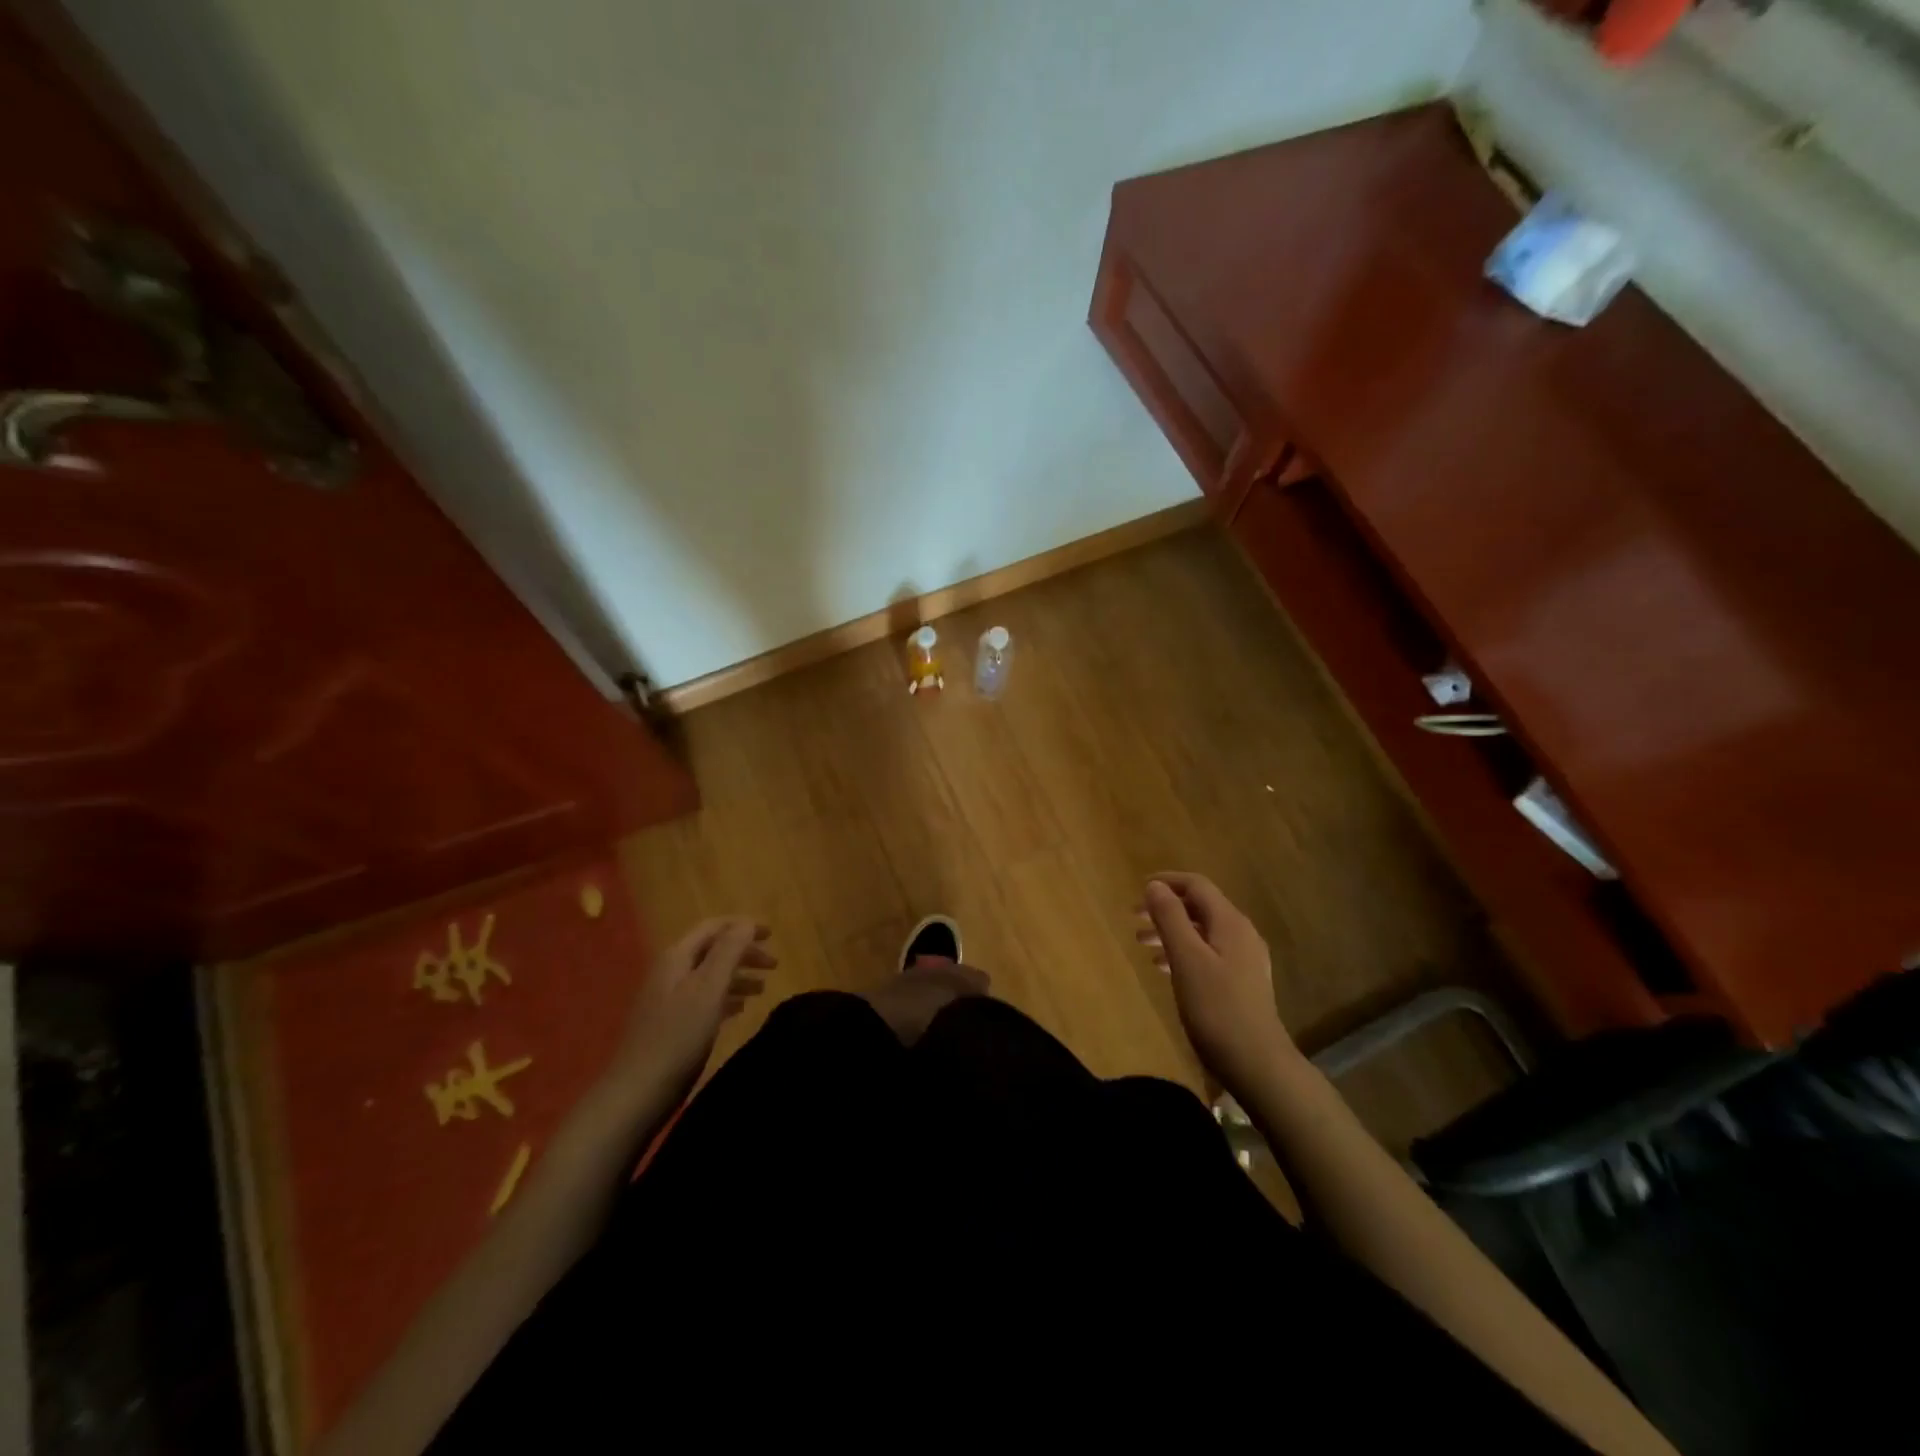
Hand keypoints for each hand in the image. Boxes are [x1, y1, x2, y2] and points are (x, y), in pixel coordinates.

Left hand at [607, 916, 775, 1101]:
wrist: (636, 1094)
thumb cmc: (677, 1037)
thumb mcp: (708, 989)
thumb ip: (728, 951)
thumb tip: (747, 922)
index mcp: (677, 958)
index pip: (713, 927)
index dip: (743, 926)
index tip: (773, 935)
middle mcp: (670, 972)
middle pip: (712, 950)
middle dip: (744, 952)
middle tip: (774, 966)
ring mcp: (668, 999)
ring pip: (710, 976)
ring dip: (738, 976)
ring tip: (763, 989)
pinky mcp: (670, 1025)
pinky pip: (704, 999)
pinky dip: (726, 997)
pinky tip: (740, 1010)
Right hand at [1138, 873, 1294, 1094]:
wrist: (1257, 1064)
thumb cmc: (1216, 1008)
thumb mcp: (1186, 959)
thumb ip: (1170, 918)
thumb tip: (1155, 885)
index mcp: (1230, 923)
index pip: (1197, 885)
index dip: (1167, 881)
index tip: (1137, 890)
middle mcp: (1241, 934)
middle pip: (1199, 907)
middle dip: (1165, 908)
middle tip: (1134, 919)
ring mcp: (1244, 960)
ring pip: (1202, 932)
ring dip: (1171, 931)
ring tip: (1142, 944)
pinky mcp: (1241, 982)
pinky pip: (1208, 953)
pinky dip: (1183, 951)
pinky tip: (1165, 968)